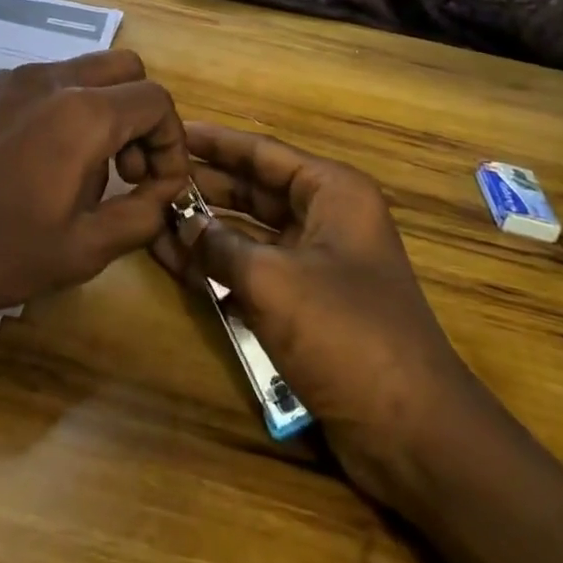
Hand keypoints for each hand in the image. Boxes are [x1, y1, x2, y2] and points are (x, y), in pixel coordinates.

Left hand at [0, 50, 190, 320]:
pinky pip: (43, 82)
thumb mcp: (82, 251)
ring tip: (80, 170)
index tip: (156, 187)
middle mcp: (50, 79)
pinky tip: (36, 159)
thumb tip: (164, 191)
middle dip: (141, 115)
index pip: (155, 101)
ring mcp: (12, 78)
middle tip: (125, 170)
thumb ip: (140, 215)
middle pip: (126, 69)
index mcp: (81, 114)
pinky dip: (62, 107)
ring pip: (83, 70)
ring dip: (102, 109)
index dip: (171, 143)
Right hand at [152, 123, 479, 507]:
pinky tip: (172, 260)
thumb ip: (219, 244)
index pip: (262, 152)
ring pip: (249, 232)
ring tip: (150, 215)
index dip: (215, 141)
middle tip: (151, 177)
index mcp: (332, 193)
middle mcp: (326, 219)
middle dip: (204, 185)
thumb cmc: (346, 333)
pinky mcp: (305, 305)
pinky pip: (252, 271)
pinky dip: (216, 265)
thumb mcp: (272, 280)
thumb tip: (179, 221)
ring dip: (204, 227)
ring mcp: (316, 264)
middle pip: (254, 189)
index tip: (171, 130)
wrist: (412, 432)